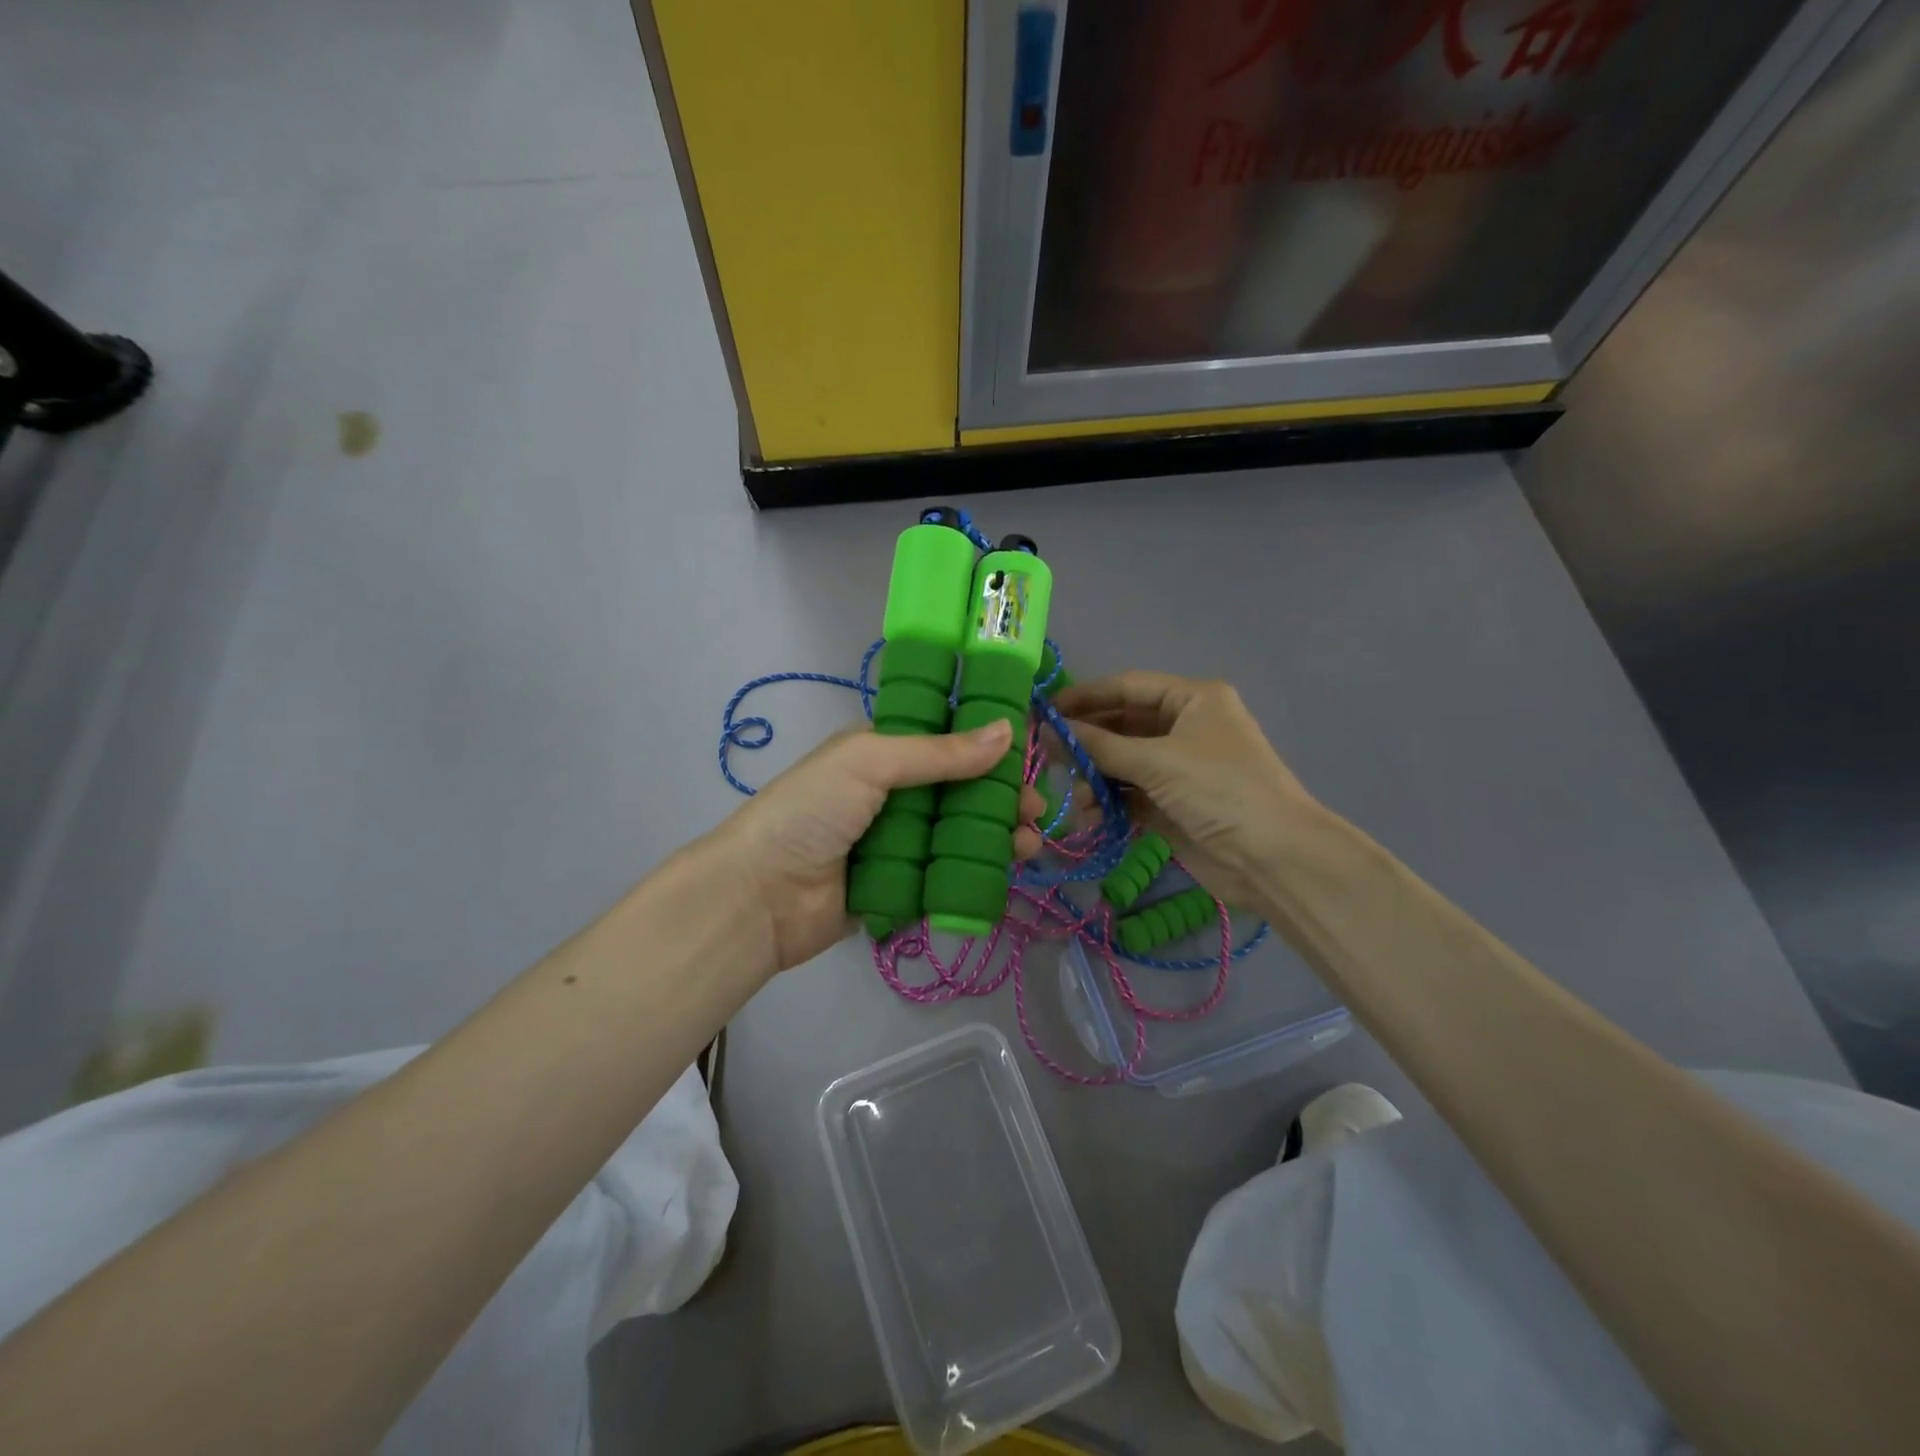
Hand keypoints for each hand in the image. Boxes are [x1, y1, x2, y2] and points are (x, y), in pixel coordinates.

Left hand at [703, 721, 1046, 975]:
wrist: (760, 897)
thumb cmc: (811, 812)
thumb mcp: (870, 762)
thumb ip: (938, 752)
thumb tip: (1007, 731)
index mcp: (881, 753)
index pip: (943, 739)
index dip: (985, 744)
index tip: (1026, 752)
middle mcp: (892, 794)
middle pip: (959, 789)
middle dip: (1000, 795)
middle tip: (1034, 807)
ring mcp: (897, 842)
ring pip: (959, 832)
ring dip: (998, 834)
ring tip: (1029, 842)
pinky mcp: (902, 885)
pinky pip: (947, 872)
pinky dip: (979, 869)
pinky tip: (1008, 869)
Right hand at [1055, 673, 1321, 909]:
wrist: (1273, 858)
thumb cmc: (1219, 790)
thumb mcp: (1157, 761)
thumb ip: (1100, 746)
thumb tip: (1049, 732)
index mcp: (1192, 699)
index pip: (1128, 687)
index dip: (1085, 697)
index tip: (1044, 711)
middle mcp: (1185, 727)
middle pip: (1122, 725)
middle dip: (1087, 741)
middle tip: (1047, 755)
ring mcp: (1179, 768)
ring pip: (1122, 763)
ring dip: (1095, 777)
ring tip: (1074, 795)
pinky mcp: (1173, 804)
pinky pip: (1130, 794)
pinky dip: (1108, 803)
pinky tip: (1089, 816)